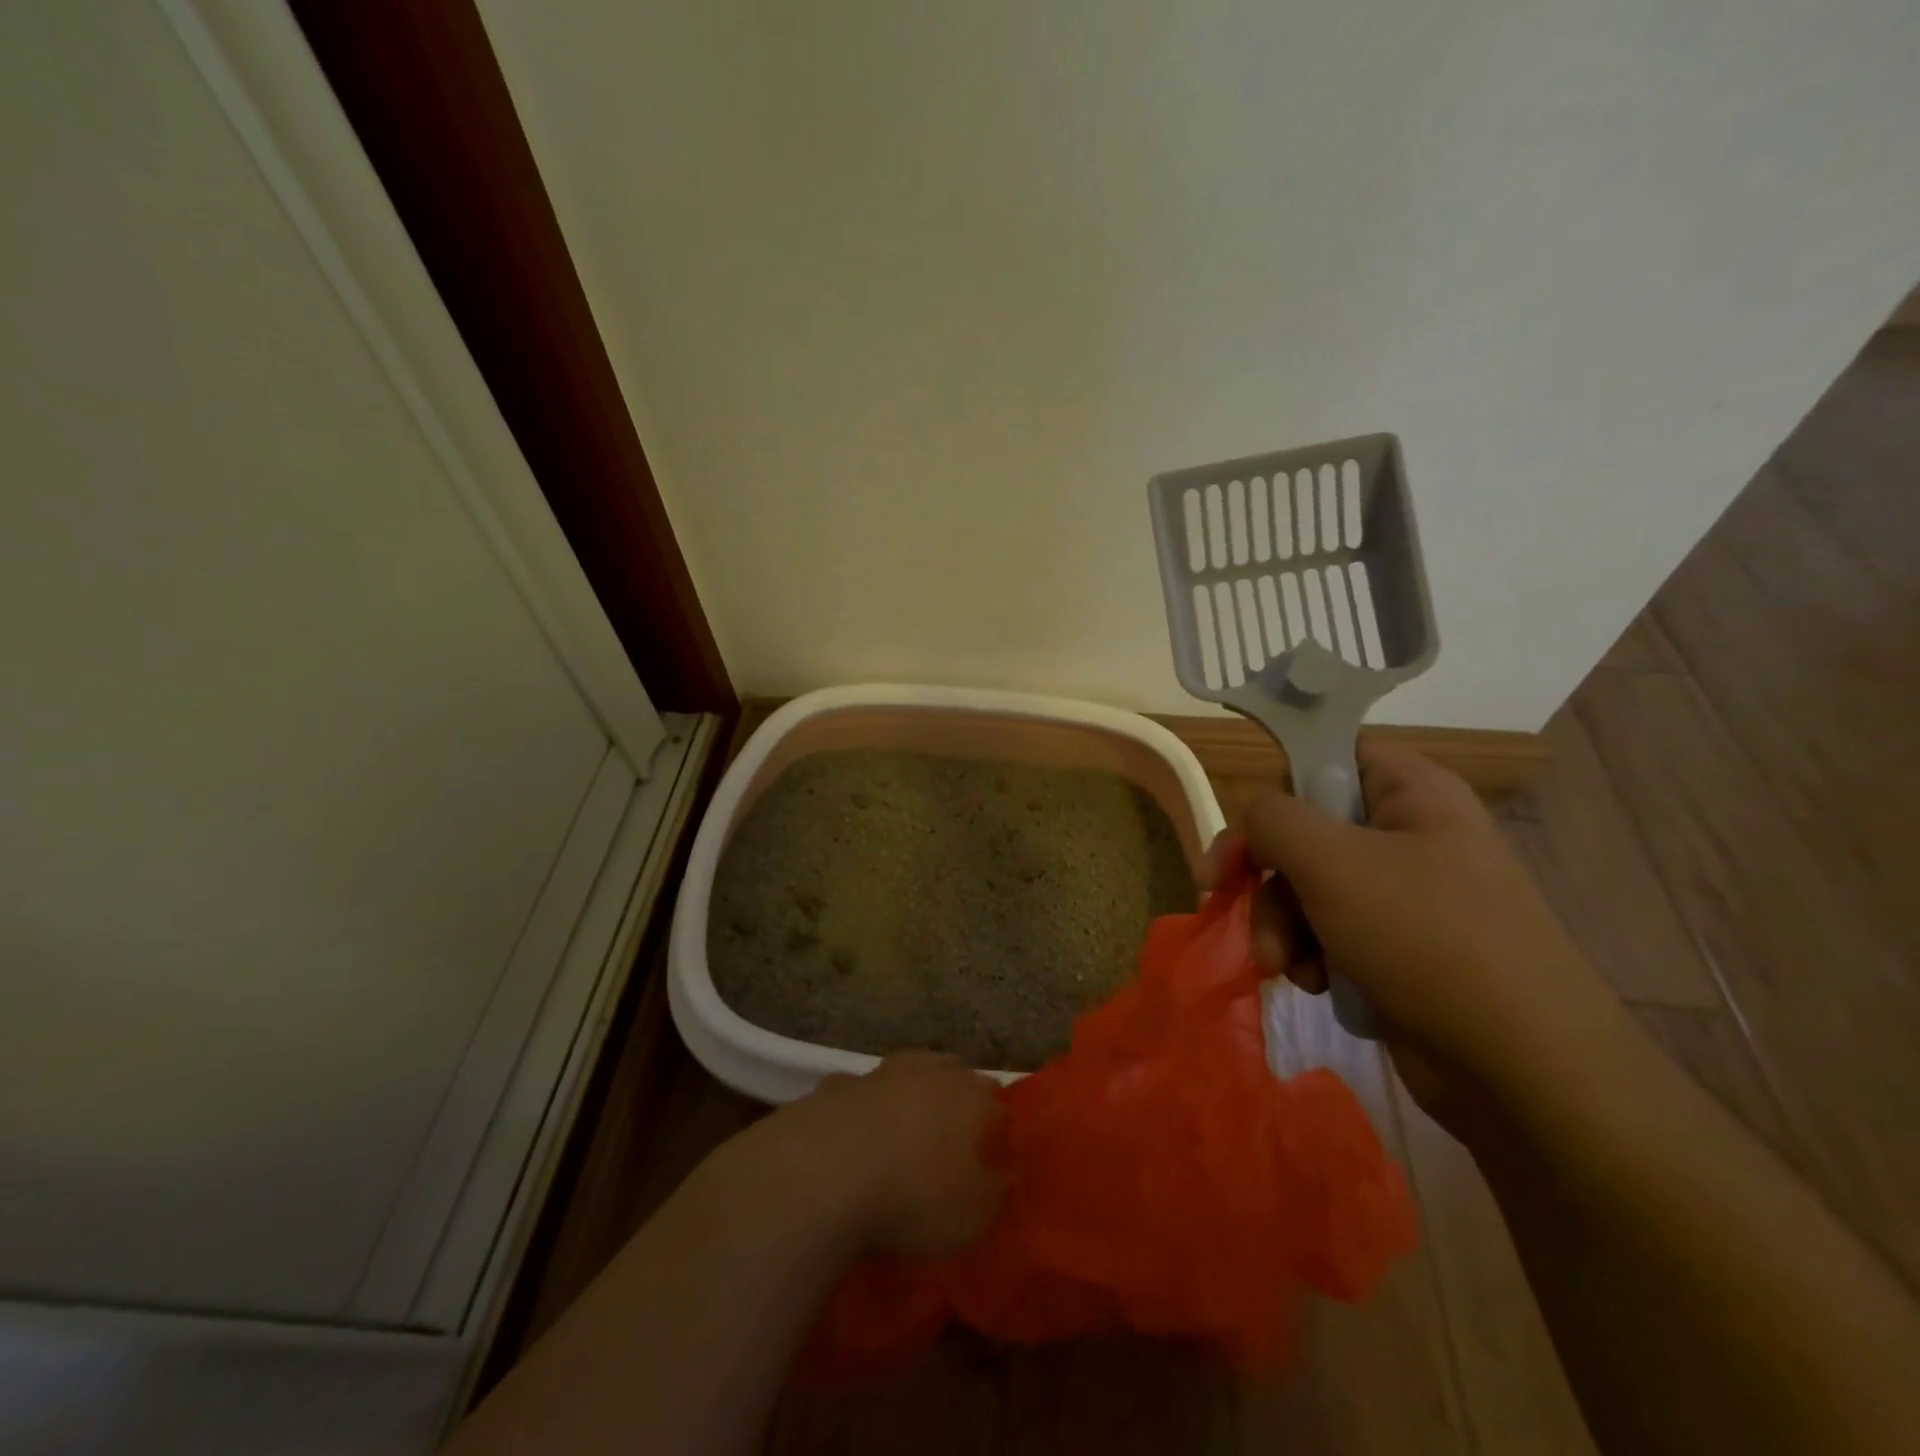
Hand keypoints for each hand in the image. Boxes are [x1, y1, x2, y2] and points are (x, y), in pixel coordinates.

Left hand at [775, 1053, 1006, 1258]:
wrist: (822, 1173)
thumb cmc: (913, 1197)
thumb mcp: (972, 1216)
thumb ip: (995, 1191)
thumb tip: (1004, 1174)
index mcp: (970, 1096)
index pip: (995, 1099)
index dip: (996, 1123)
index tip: (994, 1151)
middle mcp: (928, 1071)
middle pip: (951, 1073)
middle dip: (955, 1097)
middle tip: (952, 1136)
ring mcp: (879, 1072)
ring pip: (904, 1074)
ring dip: (907, 1096)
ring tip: (903, 1134)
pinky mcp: (835, 1085)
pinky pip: (859, 1094)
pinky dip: (862, 1110)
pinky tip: (855, 1139)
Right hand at [1206, 741, 1628, 1117]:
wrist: (1523, 1070)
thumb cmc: (1427, 940)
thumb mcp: (1333, 863)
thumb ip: (1274, 819)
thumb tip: (1255, 818)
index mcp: (1412, 794)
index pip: (1328, 756)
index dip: (1280, 785)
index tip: (1244, 828)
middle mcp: (1409, 836)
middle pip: (1305, 830)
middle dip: (1265, 874)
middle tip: (1223, 896)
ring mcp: (1404, 897)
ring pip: (1307, 889)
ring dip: (1279, 924)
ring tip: (1284, 965)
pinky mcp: (1397, 950)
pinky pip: (1328, 933)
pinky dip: (1310, 956)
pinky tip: (1316, 985)